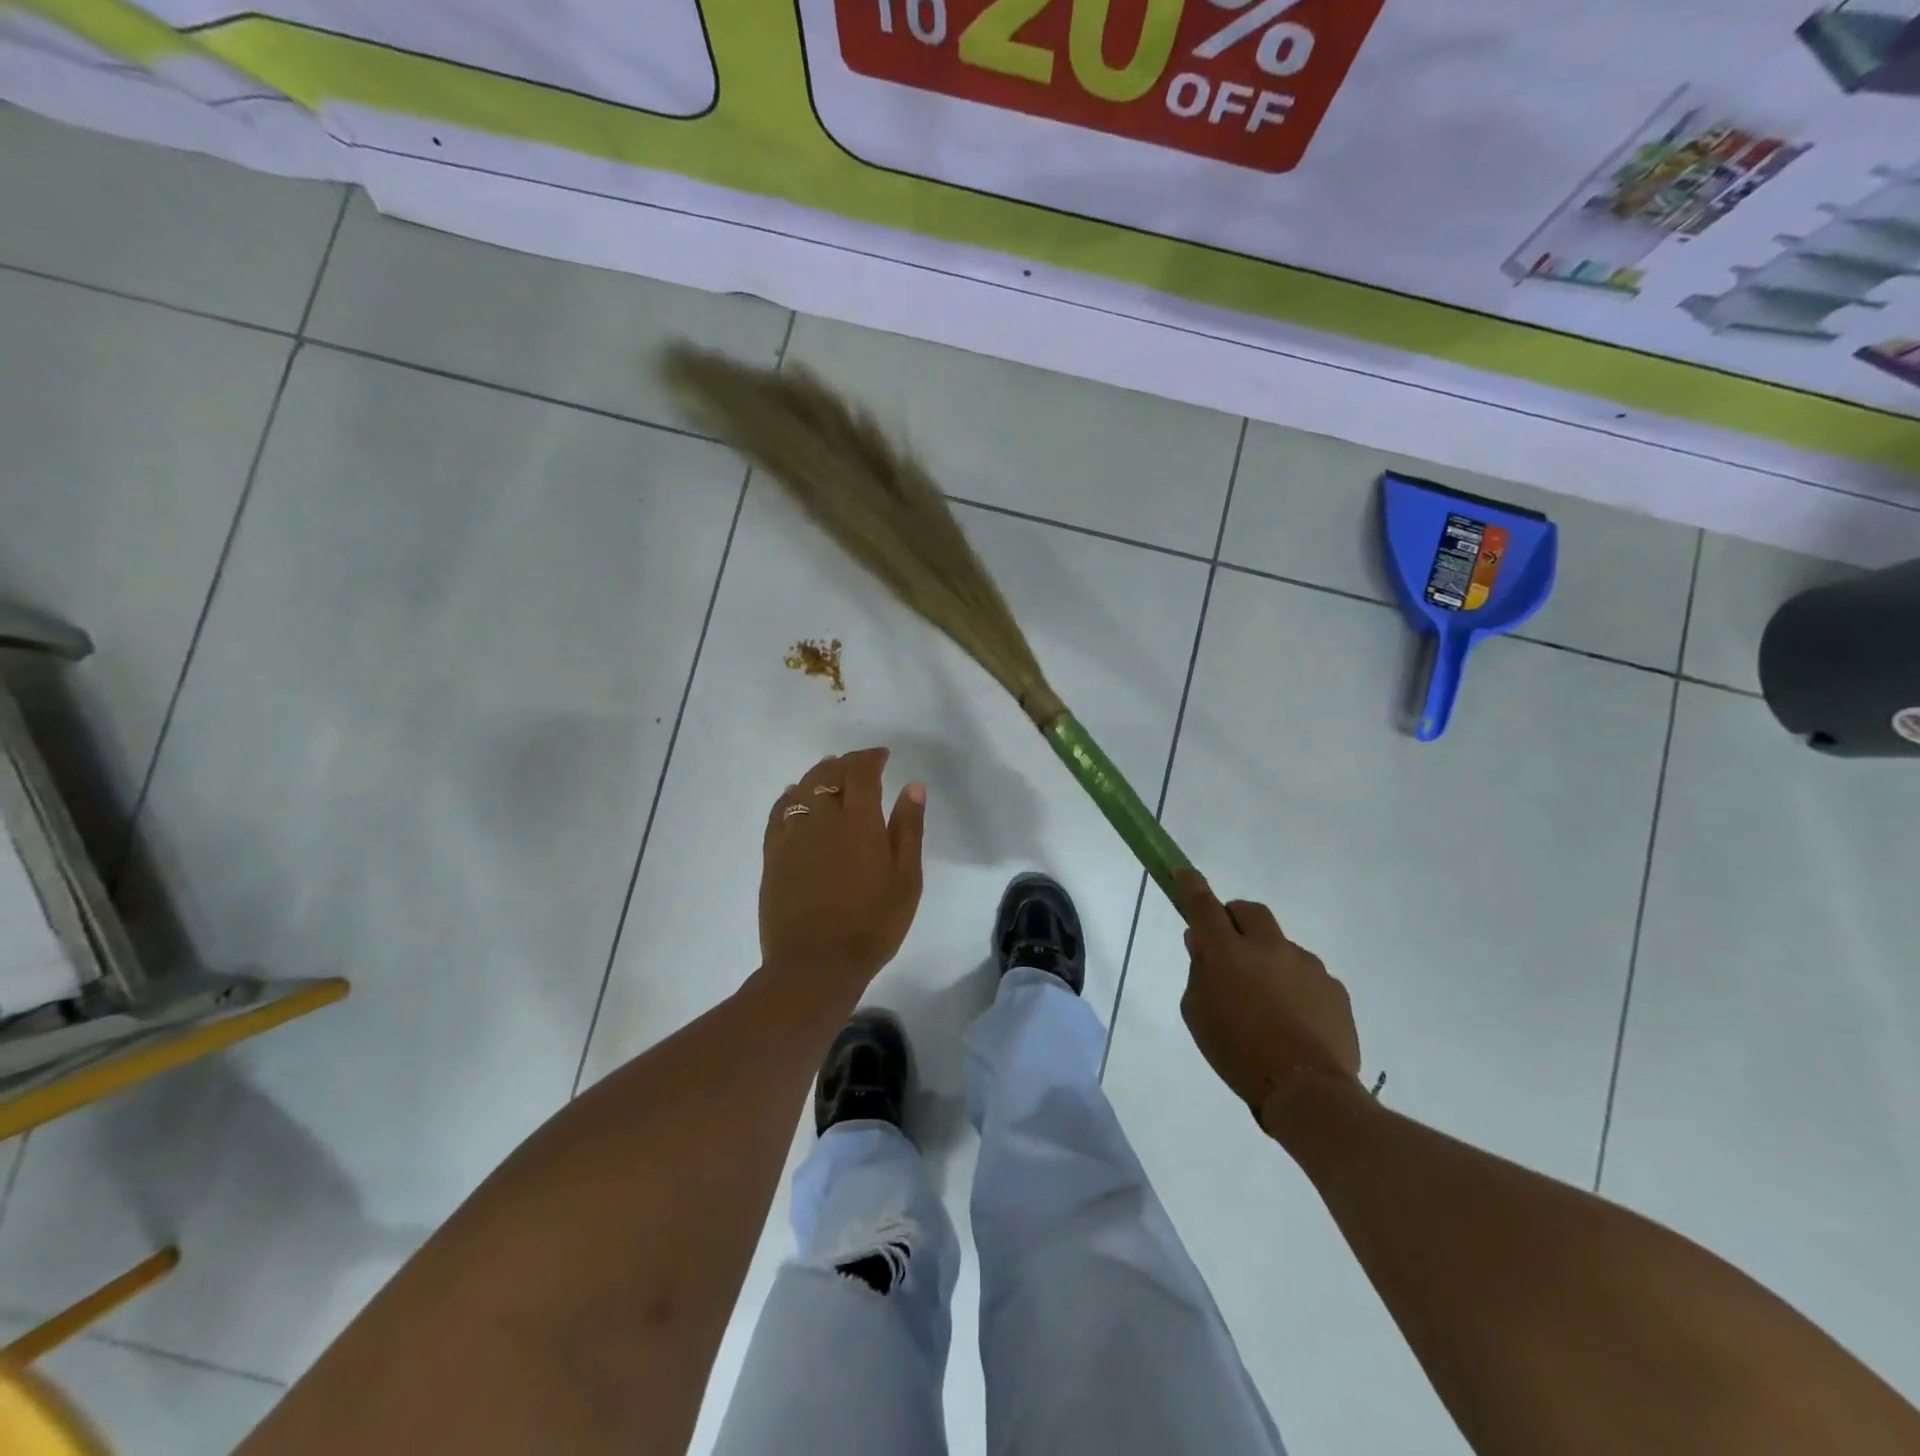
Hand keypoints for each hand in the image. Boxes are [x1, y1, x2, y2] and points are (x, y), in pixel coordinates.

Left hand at [760, 748, 926, 990]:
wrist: (816, 963)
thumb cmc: (872, 923)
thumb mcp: (906, 878)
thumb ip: (908, 828)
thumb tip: (912, 785)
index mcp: (859, 820)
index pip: (861, 771)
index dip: (871, 757)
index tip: (883, 755)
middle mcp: (822, 817)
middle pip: (829, 774)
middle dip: (846, 763)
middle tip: (860, 766)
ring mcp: (792, 835)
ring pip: (802, 788)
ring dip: (818, 775)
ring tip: (829, 774)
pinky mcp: (772, 854)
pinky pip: (778, 812)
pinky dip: (789, 797)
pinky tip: (794, 797)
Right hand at [1177, 870, 1361, 1126]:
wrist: (1307, 1090)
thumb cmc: (1237, 1052)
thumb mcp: (1198, 1013)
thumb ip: (1199, 972)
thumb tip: (1203, 944)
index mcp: (1227, 953)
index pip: (1204, 905)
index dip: (1191, 885)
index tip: (1183, 872)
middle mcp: (1268, 947)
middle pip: (1249, 911)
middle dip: (1235, 918)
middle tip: (1228, 944)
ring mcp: (1306, 965)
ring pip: (1280, 945)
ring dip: (1267, 958)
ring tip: (1266, 1001)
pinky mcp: (1333, 987)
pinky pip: (1306, 974)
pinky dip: (1294, 985)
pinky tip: (1293, 1019)